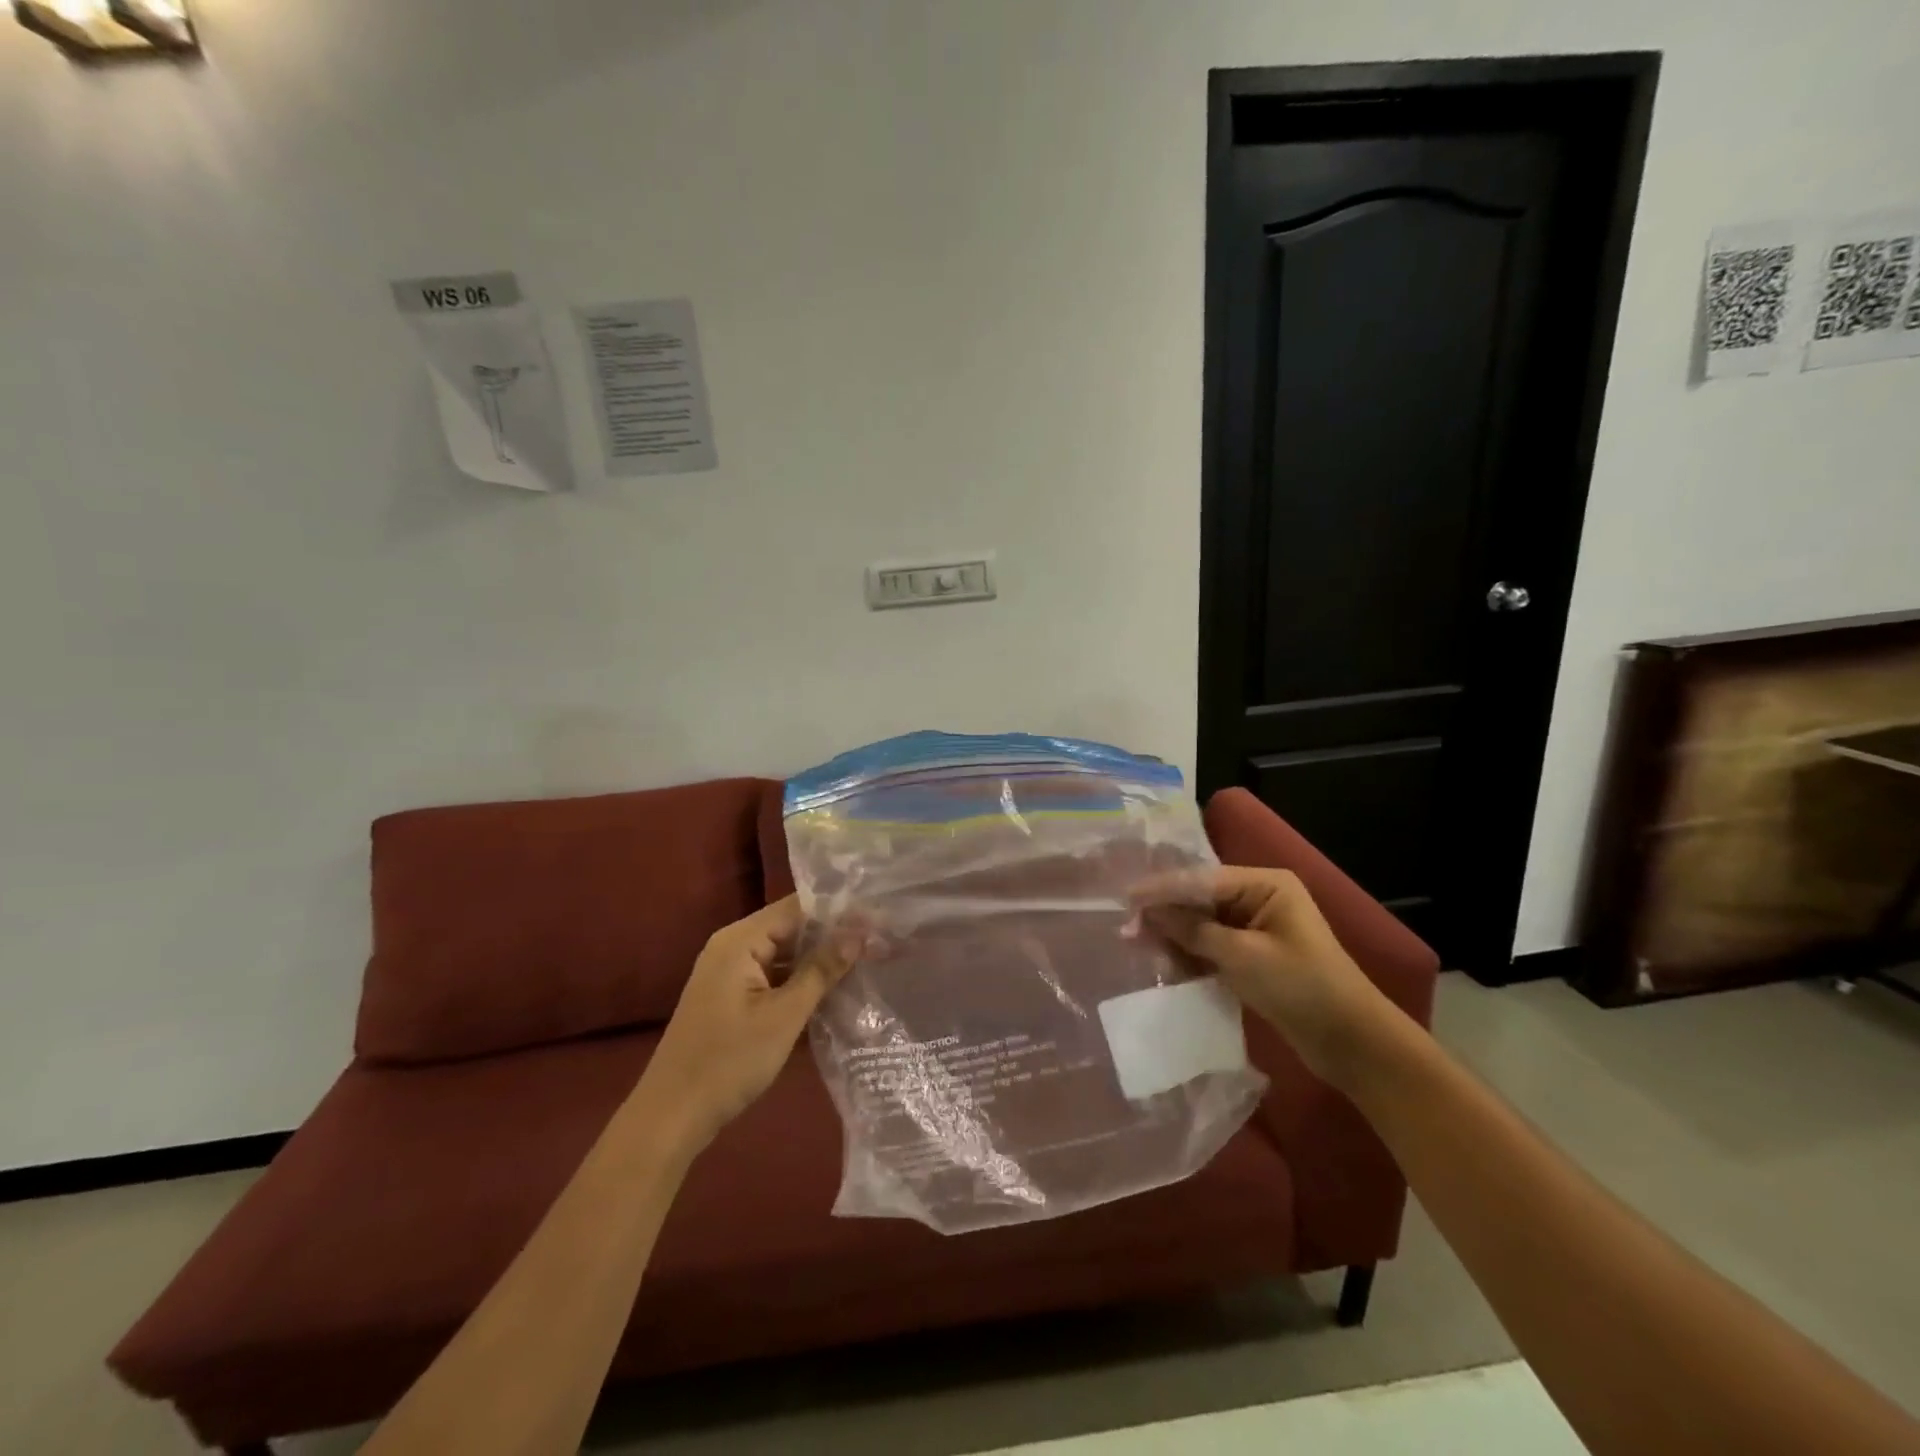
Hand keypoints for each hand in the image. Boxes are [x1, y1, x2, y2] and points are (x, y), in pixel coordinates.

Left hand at [637, 895, 855, 1150]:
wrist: (671, 1117)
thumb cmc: (728, 1061)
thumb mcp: (783, 1016)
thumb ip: (821, 971)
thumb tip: (859, 933)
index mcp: (739, 940)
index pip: (797, 908)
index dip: (839, 911)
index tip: (879, 918)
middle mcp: (732, 947)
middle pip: (791, 928)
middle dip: (833, 936)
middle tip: (880, 940)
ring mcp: (730, 973)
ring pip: (784, 954)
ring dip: (819, 960)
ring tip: (867, 960)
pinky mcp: (732, 997)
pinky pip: (773, 976)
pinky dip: (800, 981)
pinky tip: (834, 990)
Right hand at [1131, 867, 1398, 1086]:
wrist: (1352, 1043)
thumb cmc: (1301, 988)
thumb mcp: (1242, 956)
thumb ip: (1192, 931)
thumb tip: (1147, 914)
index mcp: (1265, 884)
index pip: (1202, 879)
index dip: (1162, 889)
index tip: (1125, 899)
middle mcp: (1260, 898)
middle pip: (1200, 899)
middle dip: (1165, 914)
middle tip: (1126, 928)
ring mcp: (1257, 928)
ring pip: (1203, 924)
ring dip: (1174, 936)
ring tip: (1138, 945)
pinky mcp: (1254, 956)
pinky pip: (1213, 946)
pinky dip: (1191, 954)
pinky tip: (1165, 962)